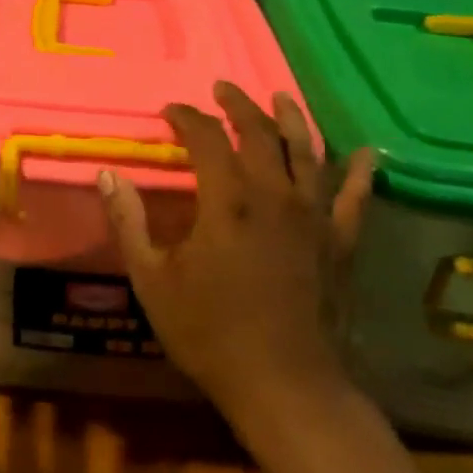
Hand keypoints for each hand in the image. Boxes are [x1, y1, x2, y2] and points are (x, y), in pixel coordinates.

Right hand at [99, 80, 373, 432]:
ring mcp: (314, 217)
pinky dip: (359, 172)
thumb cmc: (209, 332)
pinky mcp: (339, 242)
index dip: (187, 118)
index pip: (206, 139)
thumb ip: (129, 222)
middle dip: (237, 106)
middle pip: (259, 134)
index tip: (170, 110)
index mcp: (227, 200)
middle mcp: (274, 195)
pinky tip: (365, 152)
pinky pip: (354, 198)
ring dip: (292, 119)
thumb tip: (107, 173)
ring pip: (307, 152)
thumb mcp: (152, 279)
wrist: (284, 384)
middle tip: (222, 88)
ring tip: (280, 96)